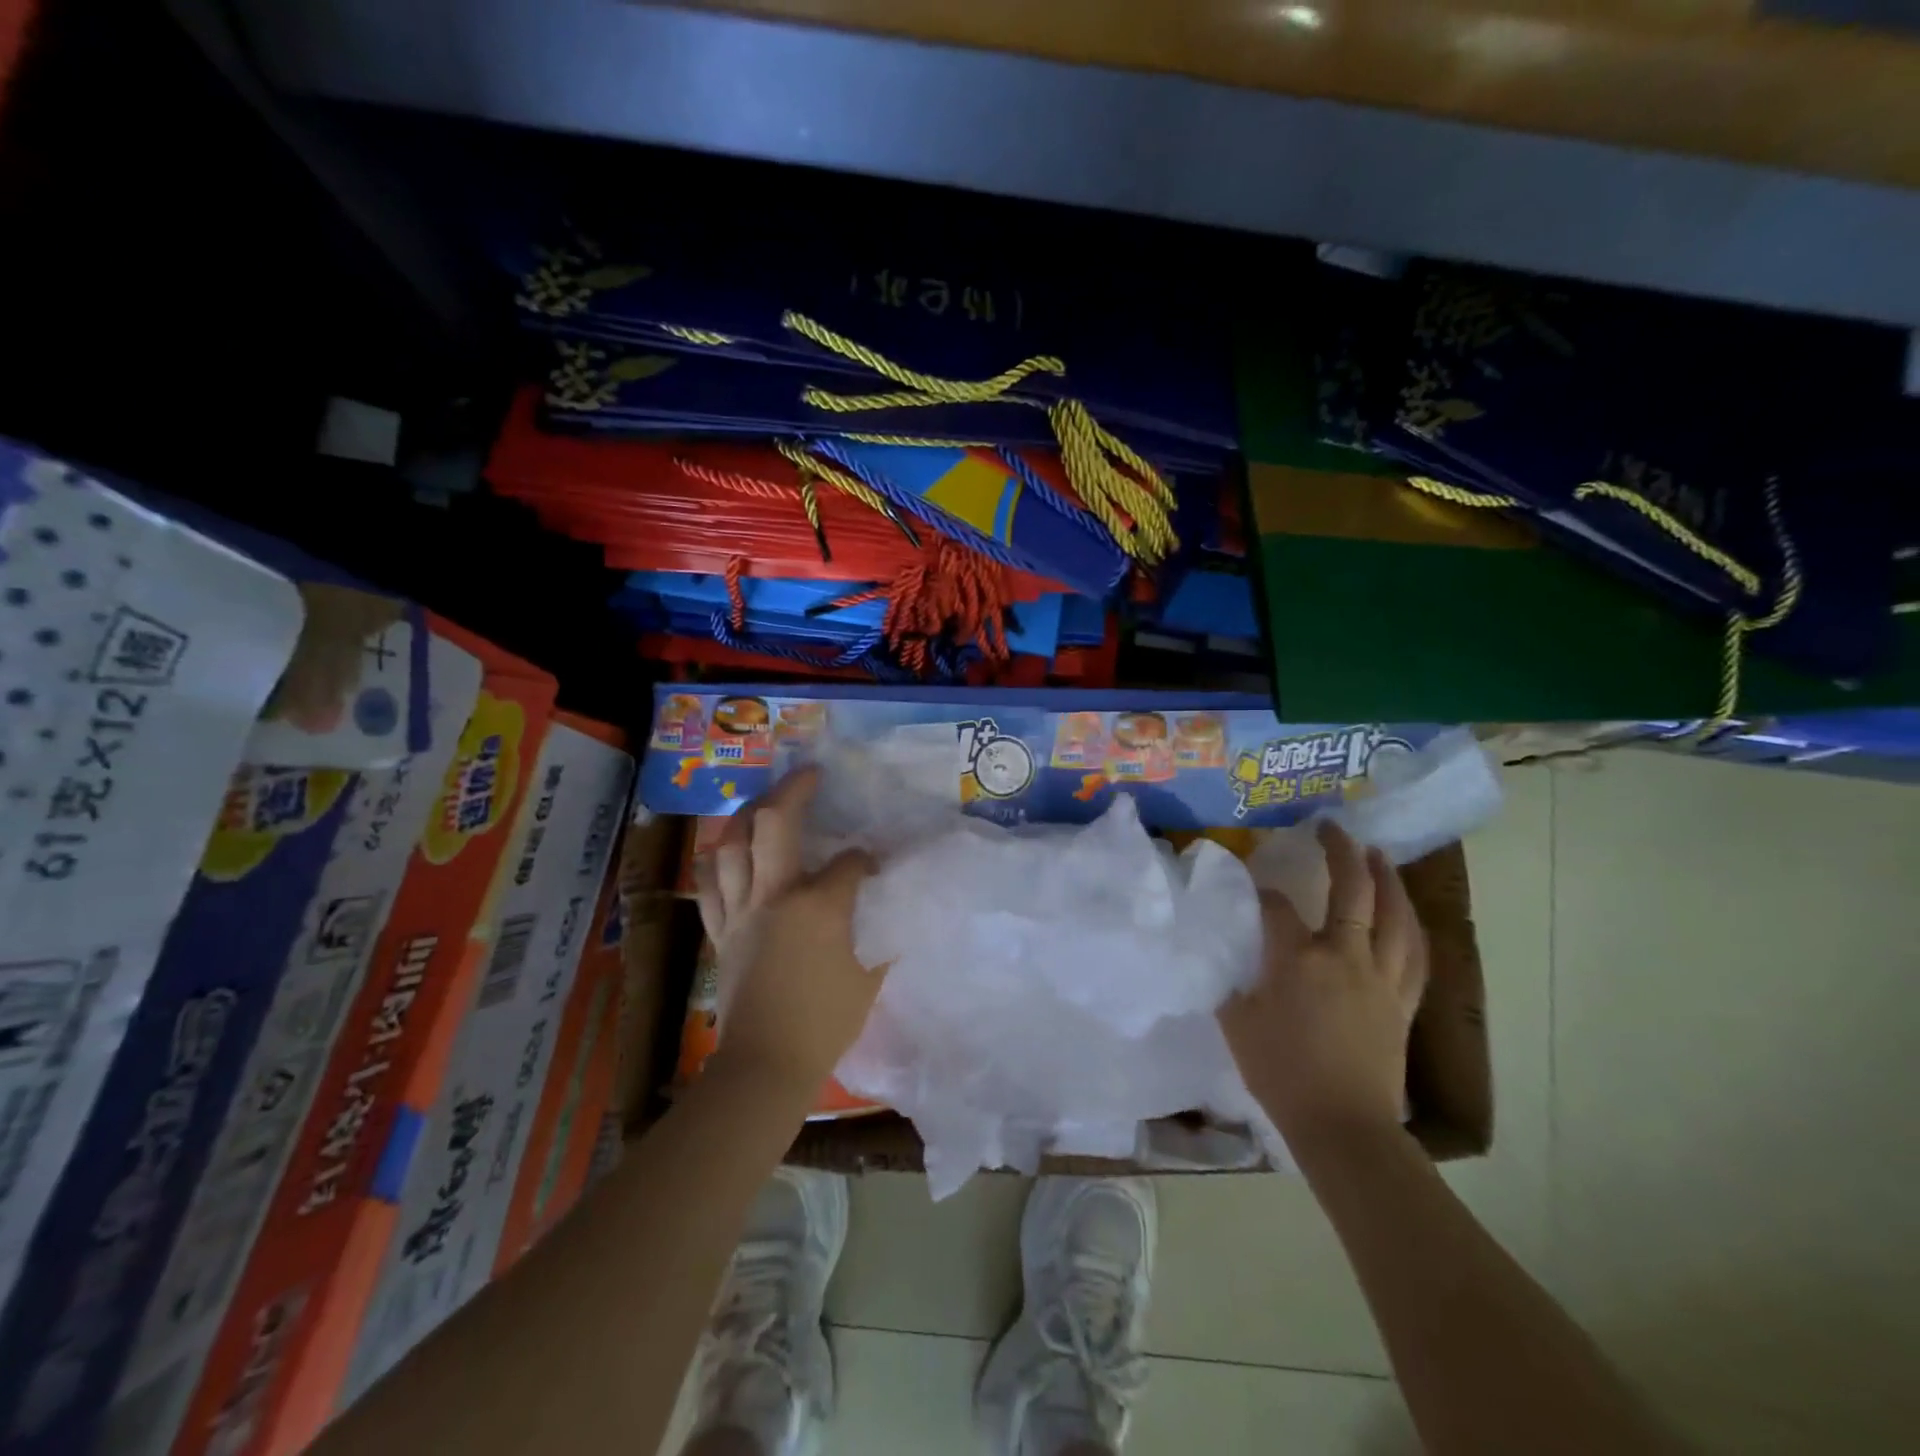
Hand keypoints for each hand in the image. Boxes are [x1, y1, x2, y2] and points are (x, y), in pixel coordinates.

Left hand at [692, 766, 882, 1105]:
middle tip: (809, 774)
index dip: (864, 858)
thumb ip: (881, 930)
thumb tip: (885, 902)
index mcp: (818, 906)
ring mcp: (740, 910)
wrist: (766, 1066)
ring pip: (731, 843)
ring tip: (764, 801)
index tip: (873, 864)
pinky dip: (719, 858)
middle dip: (793, 790)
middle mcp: (774, 895)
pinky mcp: (719, 930)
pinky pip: (709, 882)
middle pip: (774, 823)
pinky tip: (728, 848)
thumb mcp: (870, 975)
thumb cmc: (825, 1023)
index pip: (848, 862)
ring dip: (747, 813)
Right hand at [1219, 820, 1427, 1145]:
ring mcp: (1382, 978)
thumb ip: (1229, 980)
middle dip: (1341, 853)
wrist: (1343, 1127)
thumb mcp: (1237, 1023)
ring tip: (1379, 855)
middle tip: (1332, 827)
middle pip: (1352, 891)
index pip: (1277, 906)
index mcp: (1300, 959)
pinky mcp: (1403, 1003)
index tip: (1247, 880)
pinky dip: (1410, 927)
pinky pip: (1414, 955)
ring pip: (1395, 917)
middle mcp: (1347, 956)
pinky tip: (1405, 914)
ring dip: (1387, 880)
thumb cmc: (1282, 1074)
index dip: (1260, 888)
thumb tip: (1223, 954)